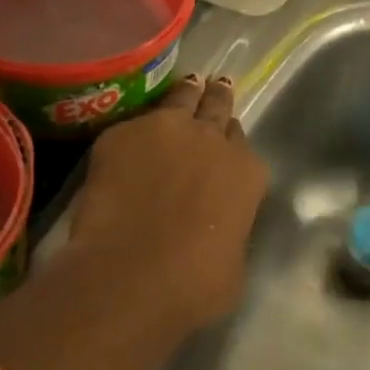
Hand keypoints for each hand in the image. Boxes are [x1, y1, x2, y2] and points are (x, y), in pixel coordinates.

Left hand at [64, 74, 267, 329]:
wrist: (133, 274)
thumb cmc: (196, 284)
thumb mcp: (233, 261)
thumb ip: (229, 229)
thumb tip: (216, 227)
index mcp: (247, 172)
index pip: (243, 143)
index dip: (233, 142)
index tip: (227, 140)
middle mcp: (213, 140)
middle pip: (217, 106)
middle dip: (217, 97)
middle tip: (217, 85)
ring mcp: (166, 129)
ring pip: (181, 98)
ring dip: (185, 94)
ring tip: (187, 85)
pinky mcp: (121, 133)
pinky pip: (133, 124)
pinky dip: (136, 131)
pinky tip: (131, 137)